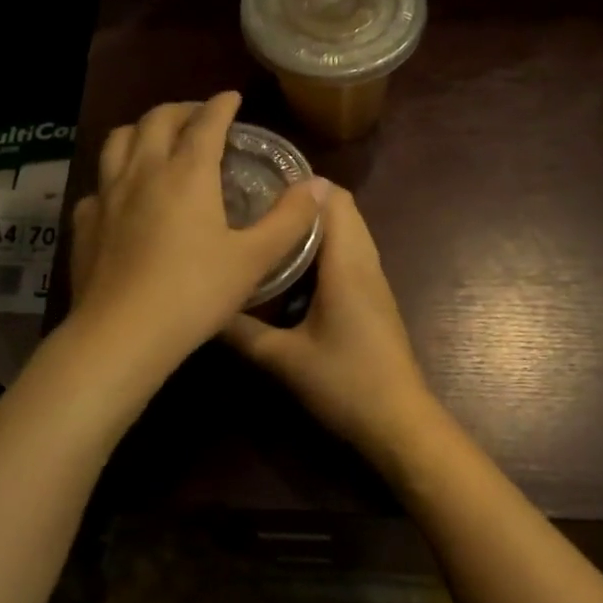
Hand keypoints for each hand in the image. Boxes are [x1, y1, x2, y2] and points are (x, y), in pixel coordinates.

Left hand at [68, 93, 326, 380]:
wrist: (123, 333)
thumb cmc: (195, 294)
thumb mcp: (253, 259)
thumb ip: (289, 220)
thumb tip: (319, 186)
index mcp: (187, 173)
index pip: (205, 122)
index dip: (221, 106)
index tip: (231, 98)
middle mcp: (143, 172)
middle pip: (157, 120)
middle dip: (181, 110)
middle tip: (199, 117)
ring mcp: (107, 195)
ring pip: (119, 141)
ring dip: (142, 131)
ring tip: (157, 141)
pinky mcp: (84, 223)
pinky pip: (99, 185)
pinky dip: (115, 177)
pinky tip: (123, 196)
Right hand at [222, 183, 440, 463]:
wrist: (398, 421)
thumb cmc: (345, 383)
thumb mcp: (283, 359)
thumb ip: (240, 331)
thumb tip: (203, 308)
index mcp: (347, 264)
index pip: (333, 198)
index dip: (299, 184)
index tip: (259, 182)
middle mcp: (365, 262)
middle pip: (341, 209)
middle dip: (301, 201)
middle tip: (254, 204)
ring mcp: (374, 280)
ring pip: (347, 232)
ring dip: (312, 226)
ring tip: (266, 229)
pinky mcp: (374, 299)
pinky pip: (350, 255)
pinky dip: (323, 248)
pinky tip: (289, 269)